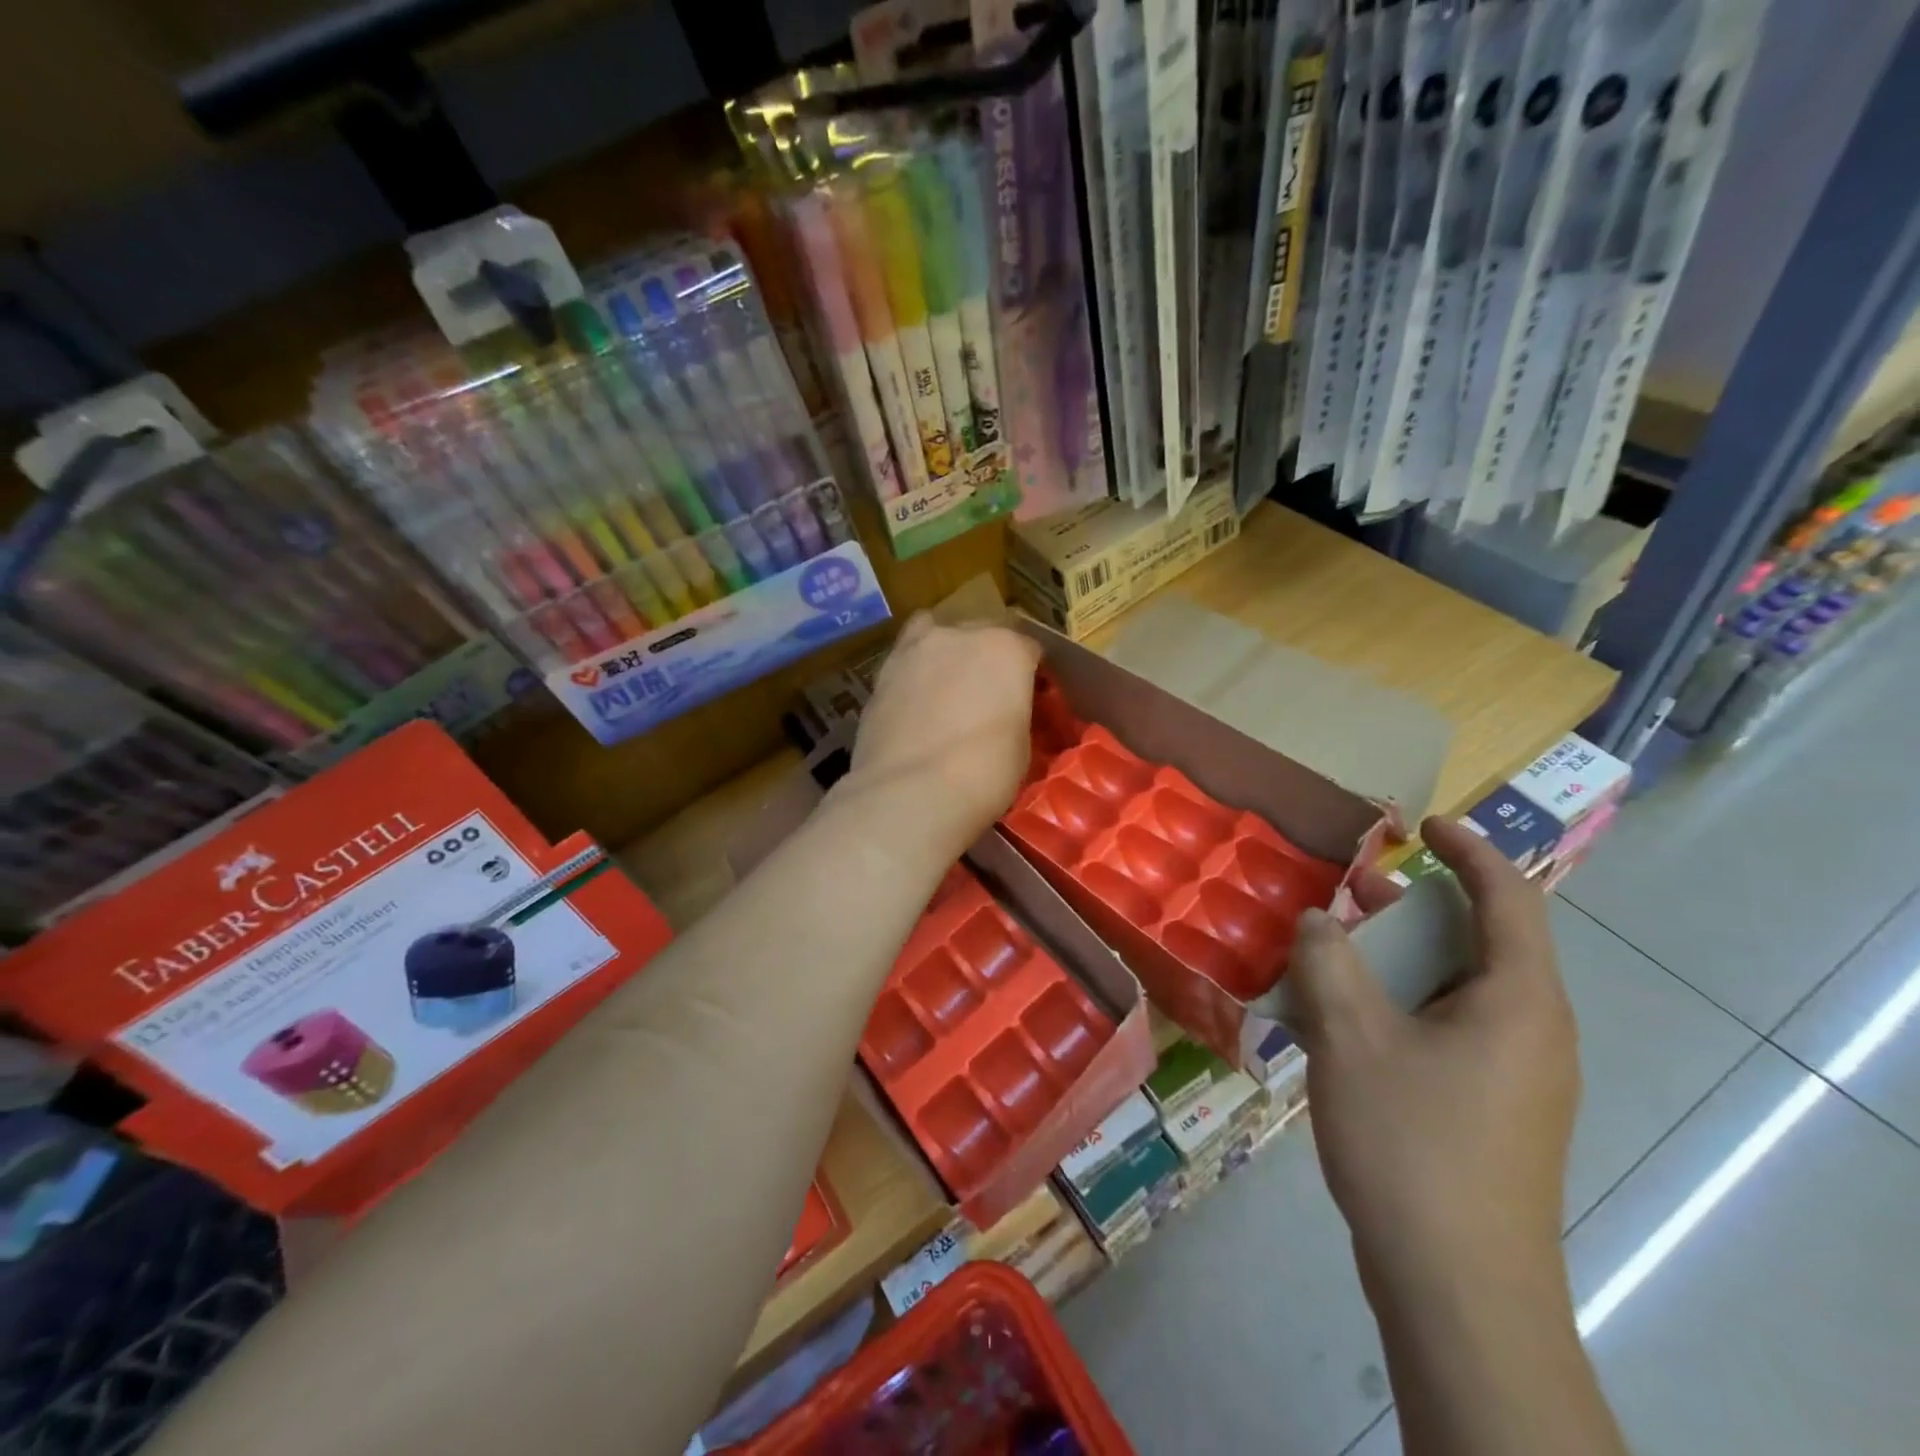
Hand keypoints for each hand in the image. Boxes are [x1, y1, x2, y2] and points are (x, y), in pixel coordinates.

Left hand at [841, 614, 1042, 859]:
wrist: (910, 792)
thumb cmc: (983, 772)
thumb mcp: (1021, 745)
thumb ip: (1014, 714)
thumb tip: (1004, 715)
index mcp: (1006, 648)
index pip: (1028, 648)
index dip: (1029, 673)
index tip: (1028, 696)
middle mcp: (959, 635)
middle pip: (980, 633)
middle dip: (986, 656)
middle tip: (986, 693)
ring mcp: (914, 650)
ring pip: (933, 634)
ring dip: (944, 652)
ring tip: (944, 686)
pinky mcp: (880, 674)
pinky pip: (905, 662)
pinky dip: (913, 675)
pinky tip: (914, 704)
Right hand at [1288, 817, 1578, 1303]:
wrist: (1457, 1287)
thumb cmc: (1411, 1142)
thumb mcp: (1350, 1037)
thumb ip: (1327, 962)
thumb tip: (1317, 919)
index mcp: (1518, 1000)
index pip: (1510, 899)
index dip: (1470, 850)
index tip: (1423, 824)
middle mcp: (1532, 1031)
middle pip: (1482, 942)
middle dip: (1418, 907)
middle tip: (1357, 889)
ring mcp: (1515, 1076)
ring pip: (1458, 989)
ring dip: (1400, 959)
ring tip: (1336, 950)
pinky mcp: (1490, 1110)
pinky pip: (1446, 1029)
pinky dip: (1399, 1004)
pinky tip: (1341, 1020)